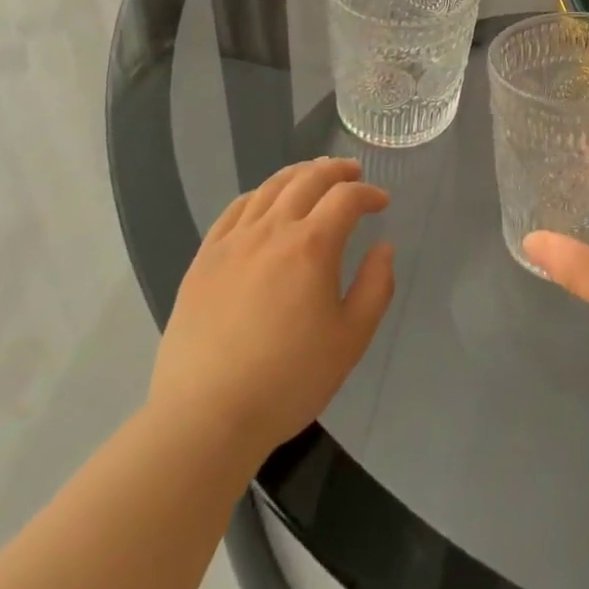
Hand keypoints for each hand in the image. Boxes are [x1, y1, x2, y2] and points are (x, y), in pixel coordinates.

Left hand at [147, 158, 394, 460]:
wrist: (205, 417)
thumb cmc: (287, 381)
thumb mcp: (350, 340)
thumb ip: (375, 287)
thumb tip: (384, 248)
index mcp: (311, 246)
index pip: (346, 197)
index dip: (368, 193)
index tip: (381, 203)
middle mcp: (273, 230)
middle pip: (308, 179)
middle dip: (336, 170)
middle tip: (352, 172)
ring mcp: (234, 241)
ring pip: (270, 187)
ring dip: (298, 174)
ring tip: (313, 175)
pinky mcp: (205, 259)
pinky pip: (235, 209)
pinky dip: (259, 195)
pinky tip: (265, 202)